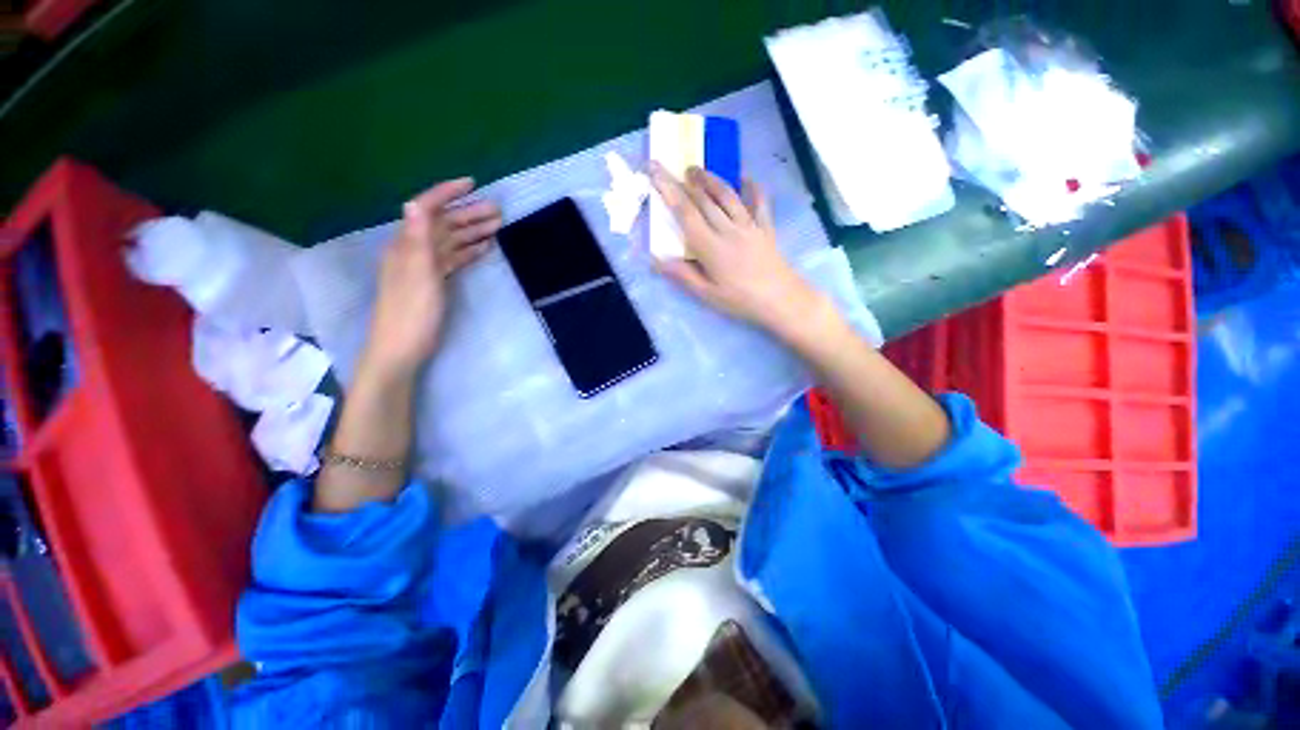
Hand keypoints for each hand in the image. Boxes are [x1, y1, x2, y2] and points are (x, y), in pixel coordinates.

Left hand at [362, 178, 500, 378]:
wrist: (401, 347)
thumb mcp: (417, 274)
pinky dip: (468, 252)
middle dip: (469, 214)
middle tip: (498, 211)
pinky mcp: (434, 282)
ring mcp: (425, 267)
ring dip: (472, 232)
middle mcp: (415, 250)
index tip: (472, 184)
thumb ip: (418, 239)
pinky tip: (483, 249)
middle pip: (443, 225)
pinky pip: (453, 260)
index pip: (427, 209)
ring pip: (451, 242)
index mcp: (408, 245)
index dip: (447, 193)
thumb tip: (415, 202)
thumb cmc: (411, 312)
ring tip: (497, 227)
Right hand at [649, 164, 829, 339]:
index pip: (685, 213)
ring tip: (697, 170)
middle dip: (687, 182)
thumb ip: (683, 275)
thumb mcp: (707, 294)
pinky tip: (746, 177)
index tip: (656, 172)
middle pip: (704, 200)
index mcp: (710, 247)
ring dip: (711, 180)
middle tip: (674, 168)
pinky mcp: (765, 228)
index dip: (669, 191)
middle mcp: (728, 230)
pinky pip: (759, 202)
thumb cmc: (740, 300)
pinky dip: (753, 188)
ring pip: (728, 196)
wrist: (781, 300)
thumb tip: (656, 260)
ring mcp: (749, 226)